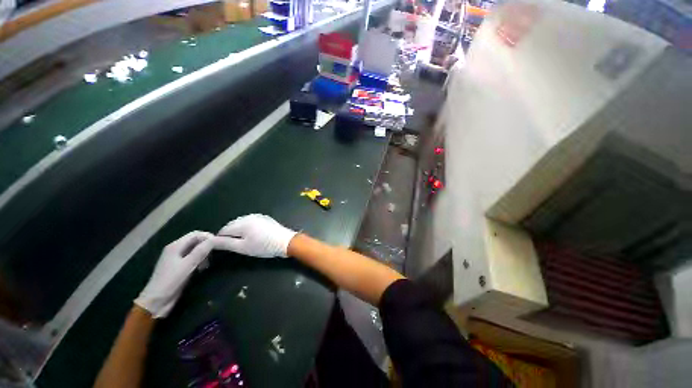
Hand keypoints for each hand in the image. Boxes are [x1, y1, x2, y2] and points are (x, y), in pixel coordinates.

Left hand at [135, 231, 214, 317]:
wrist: (156, 302)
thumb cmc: (170, 281)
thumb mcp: (187, 265)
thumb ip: (201, 251)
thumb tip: (215, 239)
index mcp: (175, 246)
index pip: (196, 234)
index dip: (208, 237)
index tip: (219, 244)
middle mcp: (176, 249)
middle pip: (195, 241)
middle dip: (207, 245)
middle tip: (216, 254)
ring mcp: (176, 258)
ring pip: (195, 250)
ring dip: (204, 254)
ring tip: (209, 263)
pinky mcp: (179, 267)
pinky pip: (192, 258)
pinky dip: (200, 260)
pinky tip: (202, 268)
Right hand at [214, 214, 296, 257]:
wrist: (286, 242)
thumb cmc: (264, 246)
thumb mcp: (243, 248)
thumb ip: (226, 243)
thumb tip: (211, 241)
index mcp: (243, 222)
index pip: (224, 230)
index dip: (221, 239)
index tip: (224, 248)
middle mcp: (249, 216)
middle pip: (233, 225)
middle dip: (230, 234)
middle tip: (235, 246)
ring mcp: (258, 216)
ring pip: (242, 223)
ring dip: (239, 231)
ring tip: (245, 242)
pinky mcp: (265, 218)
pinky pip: (251, 222)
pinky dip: (248, 229)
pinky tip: (254, 236)